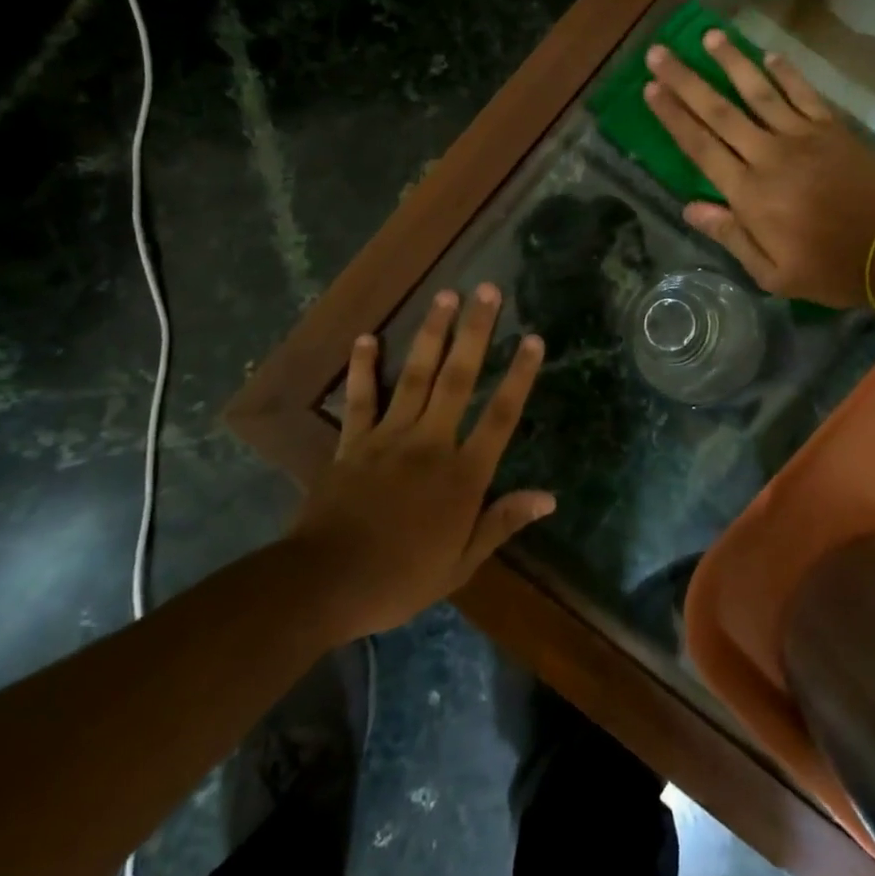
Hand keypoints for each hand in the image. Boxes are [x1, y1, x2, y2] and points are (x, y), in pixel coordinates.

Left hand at [289, 285, 552, 637]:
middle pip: (459, 378)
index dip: (519, 375)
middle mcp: (431, 443)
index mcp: (462, 474)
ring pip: (416, 375)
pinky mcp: (353, 442)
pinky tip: (367, 337)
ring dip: (432, 333)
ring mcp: (389, 436)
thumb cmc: (400, 579)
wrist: (325, 585)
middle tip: (488, 291)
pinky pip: (361, 398)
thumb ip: (502, 522)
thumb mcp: (461, 564)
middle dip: (476, 332)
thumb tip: (549, 497)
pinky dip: (364, 367)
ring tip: (446, 295)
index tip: (534, 338)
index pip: (500, 415)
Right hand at [644, 32, 874, 307]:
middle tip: (660, 52)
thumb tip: (690, 208)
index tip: (651, 88)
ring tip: (709, 36)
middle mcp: (769, 156)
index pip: (701, 147)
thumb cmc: (828, 269)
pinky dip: (786, 73)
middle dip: (687, 80)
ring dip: (732, 62)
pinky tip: (768, 54)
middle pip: (720, 112)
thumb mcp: (772, 273)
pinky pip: (804, 94)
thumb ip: (730, 236)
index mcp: (749, 193)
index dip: (673, 116)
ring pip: (759, 92)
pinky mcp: (833, 129)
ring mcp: (803, 137)